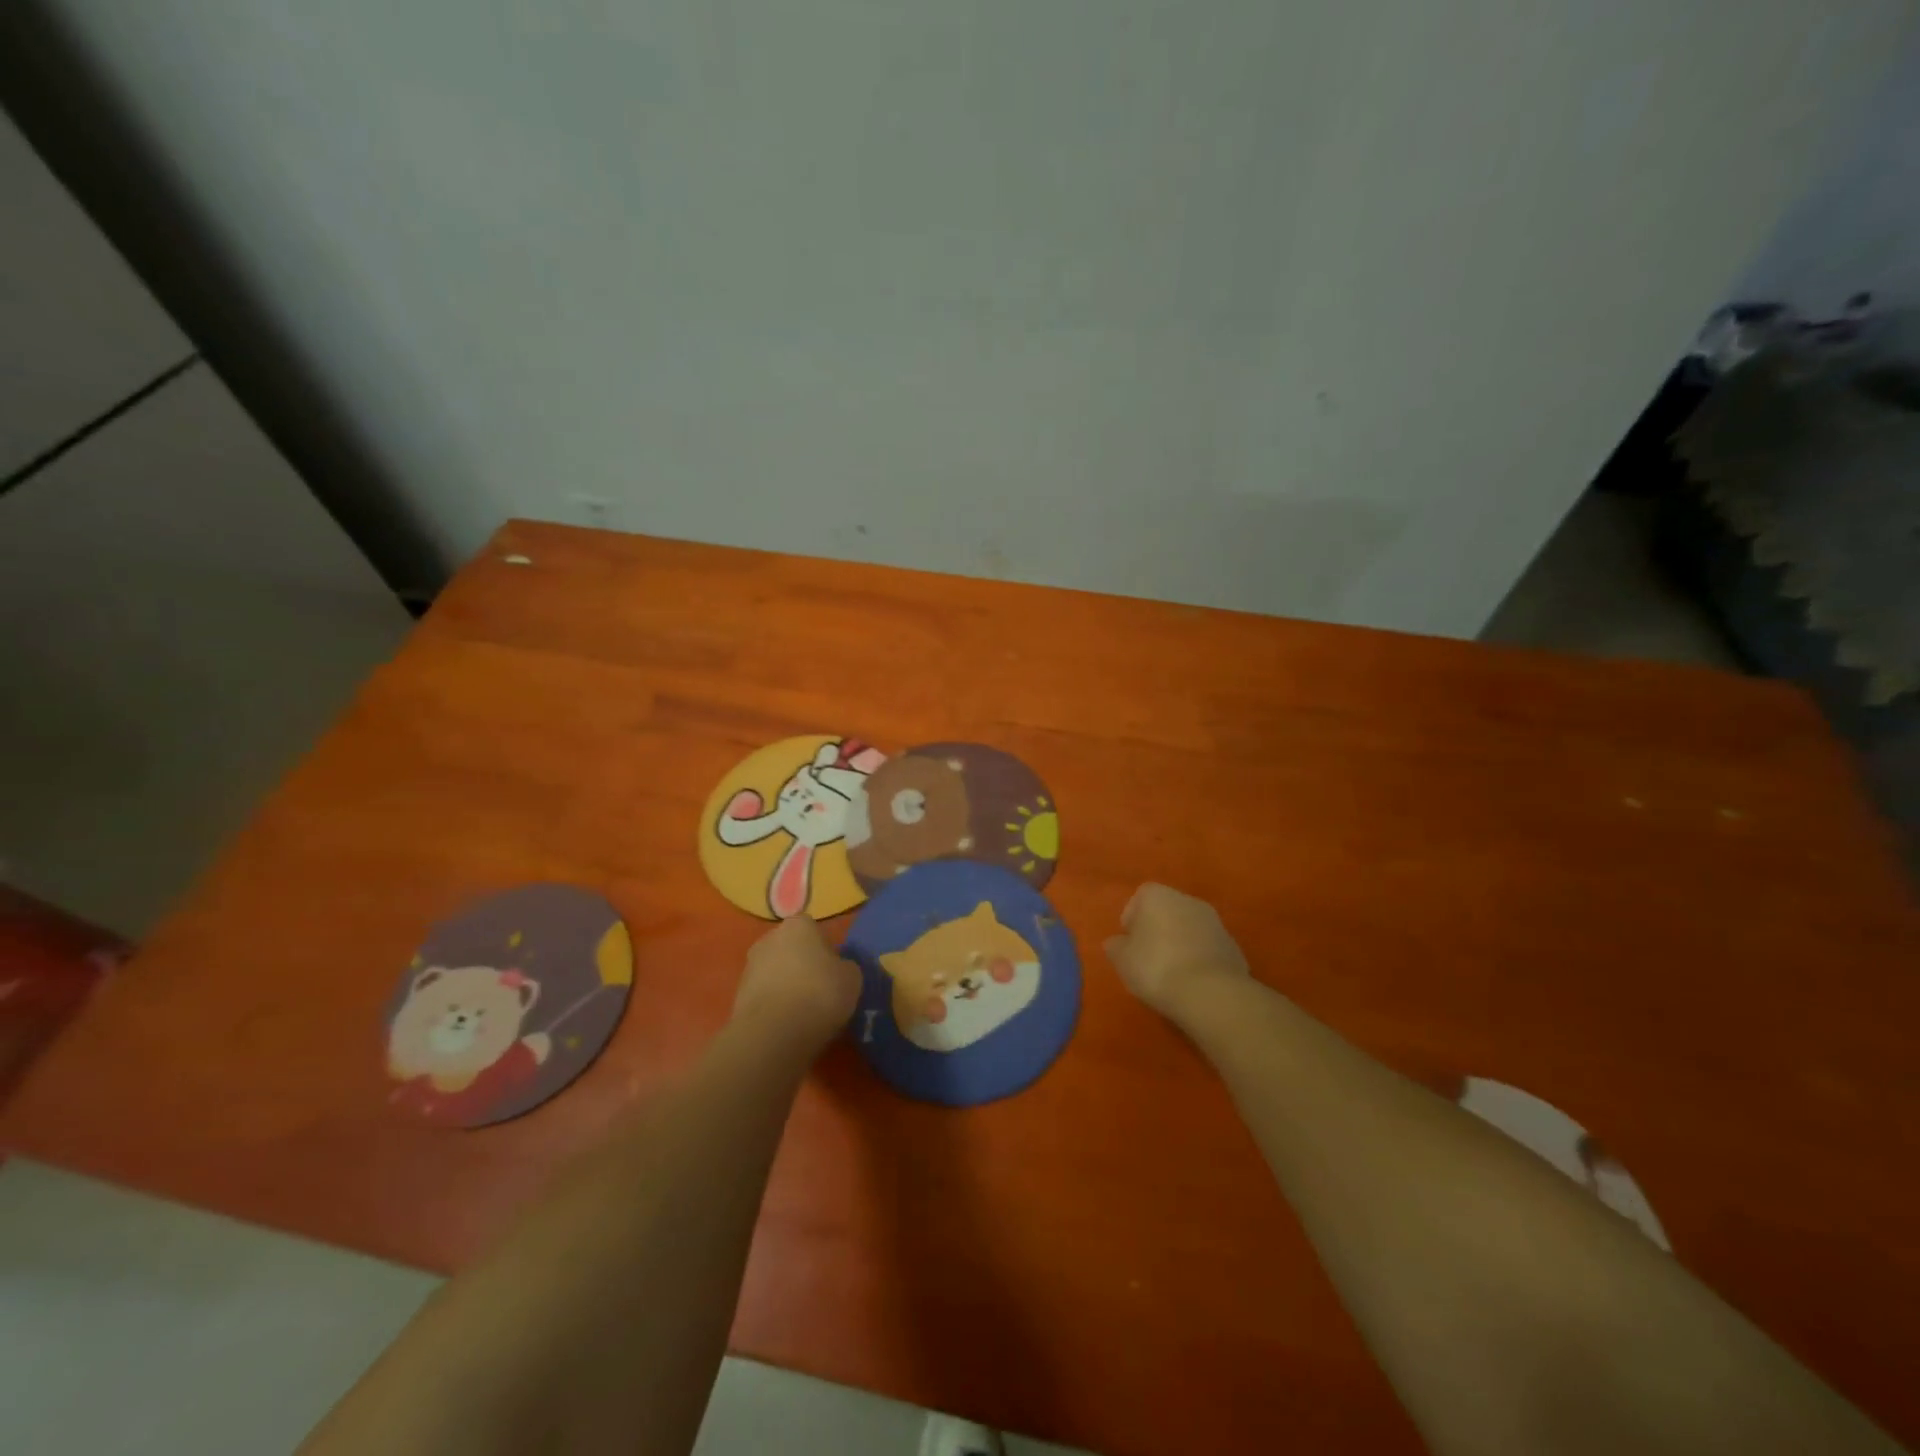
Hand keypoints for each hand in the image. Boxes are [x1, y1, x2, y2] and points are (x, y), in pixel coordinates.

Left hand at [732, 915, 861, 1046]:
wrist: (773, 1033)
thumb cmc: (819, 994)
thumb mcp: (852, 978)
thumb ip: (844, 967)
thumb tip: (838, 969)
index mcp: (799, 925)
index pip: (815, 930)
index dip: (827, 950)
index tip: (835, 972)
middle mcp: (770, 938)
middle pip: (792, 949)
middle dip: (803, 965)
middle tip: (820, 990)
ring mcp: (750, 966)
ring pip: (776, 972)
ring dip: (787, 986)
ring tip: (804, 1012)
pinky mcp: (738, 995)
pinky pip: (765, 995)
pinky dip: (775, 1006)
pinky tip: (787, 1024)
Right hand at [1105, 883, 1248, 1019]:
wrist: (1211, 994)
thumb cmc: (1156, 967)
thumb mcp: (1122, 960)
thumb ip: (1116, 947)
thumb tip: (1118, 943)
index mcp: (1158, 895)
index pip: (1139, 899)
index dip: (1132, 922)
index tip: (1129, 945)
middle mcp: (1188, 900)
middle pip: (1166, 911)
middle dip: (1157, 931)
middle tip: (1148, 959)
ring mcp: (1215, 922)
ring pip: (1189, 929)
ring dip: (1180, 944)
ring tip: (1171, 974)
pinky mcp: (1233, 946)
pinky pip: (1207, 948)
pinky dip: (1199, 959)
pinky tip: (1193, 982)